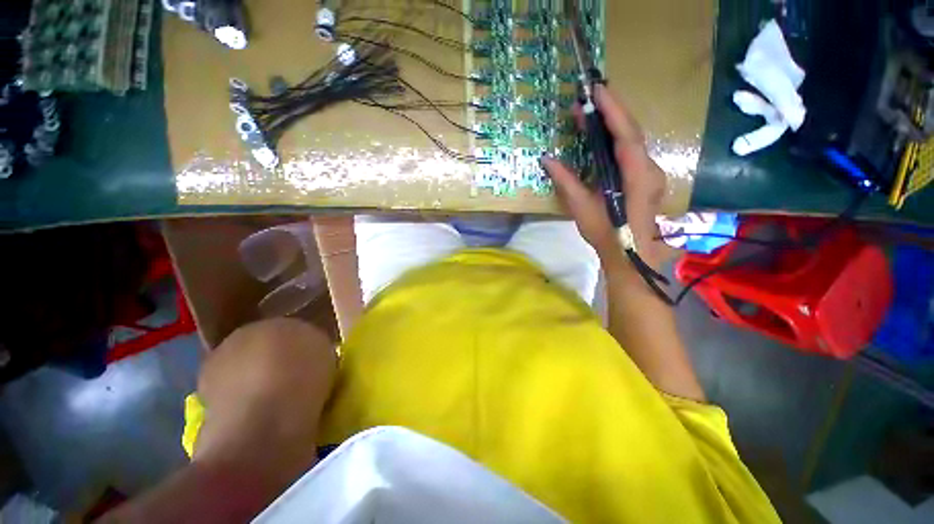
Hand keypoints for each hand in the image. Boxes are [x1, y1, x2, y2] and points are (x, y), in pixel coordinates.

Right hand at [541, 85, 667, 269]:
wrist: (629, 255)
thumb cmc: (606, 233)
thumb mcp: (581, 206)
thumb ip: (565, 180)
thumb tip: (546, 159)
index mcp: (637, 175)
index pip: (627, 134)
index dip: (613, 110)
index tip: (598, 89)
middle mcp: (650, 168)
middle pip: (633, 131)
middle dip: (613, 111)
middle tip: (590, 98)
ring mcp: (651, 173)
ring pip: (635, 140)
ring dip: (615, 123)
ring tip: (594, 112)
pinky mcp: (647, 178)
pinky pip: (633, 151)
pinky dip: (619, 138)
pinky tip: (604, 136)